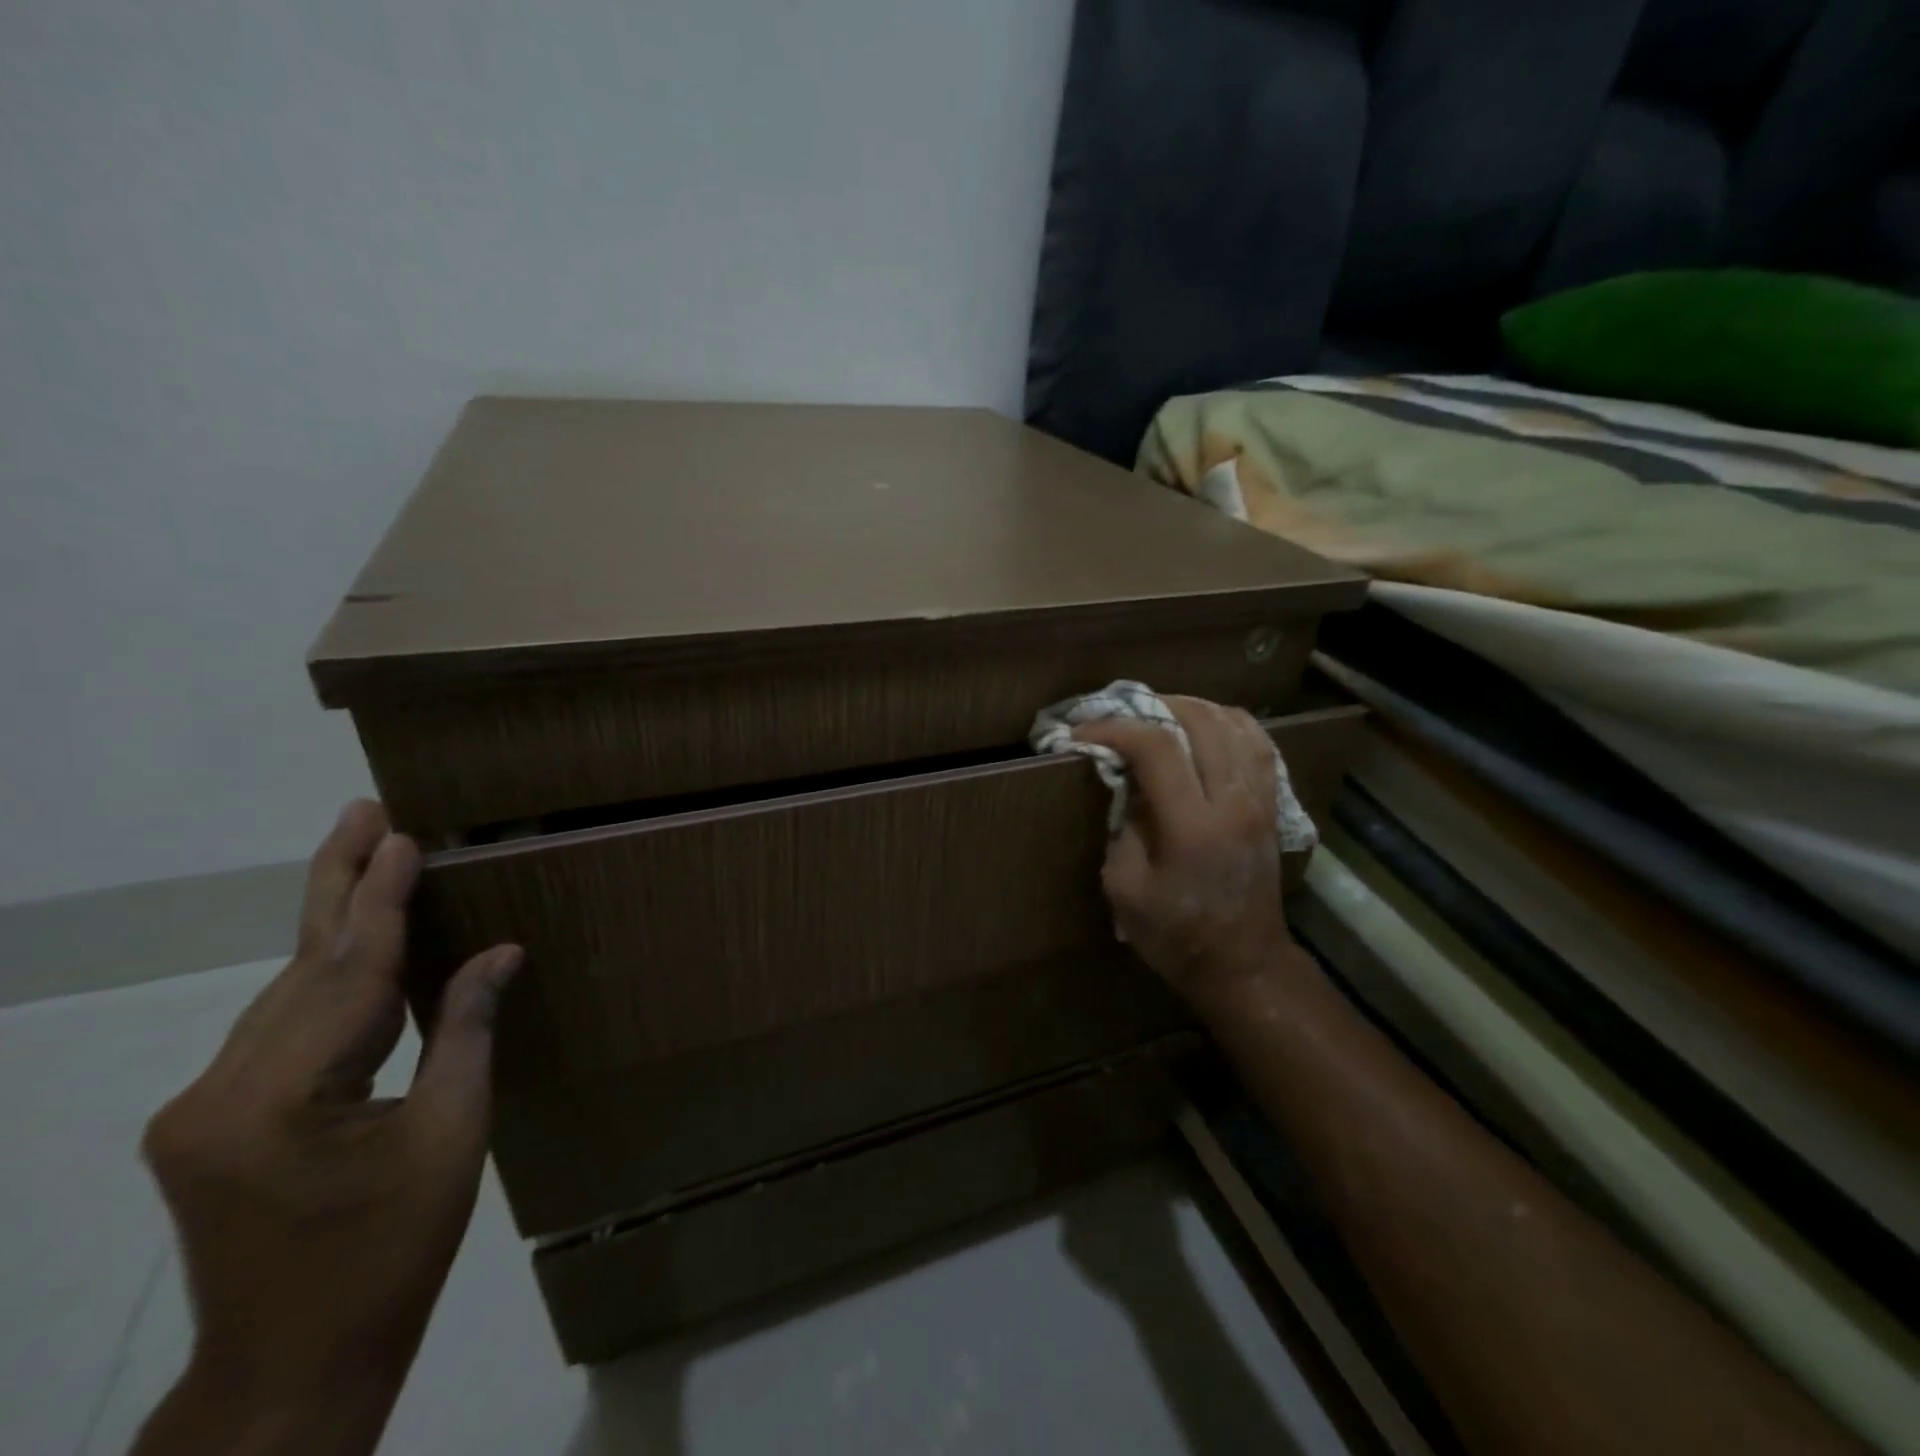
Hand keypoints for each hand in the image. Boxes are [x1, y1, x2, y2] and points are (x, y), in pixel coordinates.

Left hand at [134, 801, 520, 1455]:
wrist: (292, 1366)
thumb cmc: (390, 1253)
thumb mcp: (451, 1135)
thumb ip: (466, 1031)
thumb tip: (499, 954)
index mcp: (274, 1102)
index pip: (348, 973)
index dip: (381, 900)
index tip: (401, 835)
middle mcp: (216, 1093)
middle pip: (300, 967)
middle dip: (338, 883)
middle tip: (360, 809)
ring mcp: (202, 1109)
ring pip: (287, 993)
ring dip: (334, 926)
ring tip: (366, 857)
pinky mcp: (211, 1122)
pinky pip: (284, 1029)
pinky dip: (330, 980)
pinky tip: (360, 947)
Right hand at [1072, 697, 1291, 998]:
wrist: (1244, 964)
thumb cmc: (1175, 935)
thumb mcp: (1125, 888)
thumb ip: (1123, 827)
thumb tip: (1127, 784)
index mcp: (1192, 825)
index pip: (1156, 747)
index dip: (1115, 729)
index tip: (1083, 732)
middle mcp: (1233, 801)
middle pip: (1201, 721)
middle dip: (1154, 706)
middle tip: (1122, 715)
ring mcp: (1260, 800)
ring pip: (1235, 724)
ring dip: (1193, 708)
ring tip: (1161, 713)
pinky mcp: (1272, 805)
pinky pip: (1259, 744)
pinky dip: (1229, 723)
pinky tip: (1206, 727)